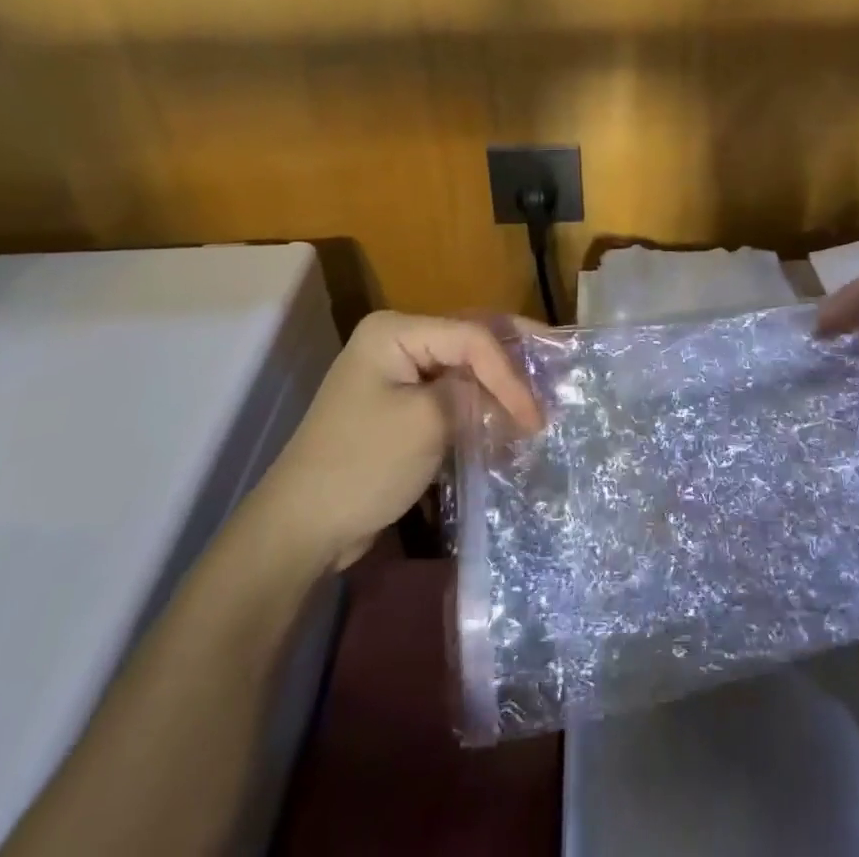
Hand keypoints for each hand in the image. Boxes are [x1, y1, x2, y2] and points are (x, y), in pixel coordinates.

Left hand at [261, 311, 543, 570]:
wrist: (301, 528)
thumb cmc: (363, 465)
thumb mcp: (427, 423)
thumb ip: (474, 394)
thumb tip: (507, 394)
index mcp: (395, 330)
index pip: (471, 337)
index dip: (509, 373)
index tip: (536, 417)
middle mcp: (397, 340)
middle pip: (470, 340)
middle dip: (513, 360)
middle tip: (557, 371)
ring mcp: (398, 373)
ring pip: (464, 366)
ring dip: (500, 383)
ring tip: (540, 395)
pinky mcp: (402, 405)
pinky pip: (451, 392)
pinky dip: (480, 403)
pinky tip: (508, 416)